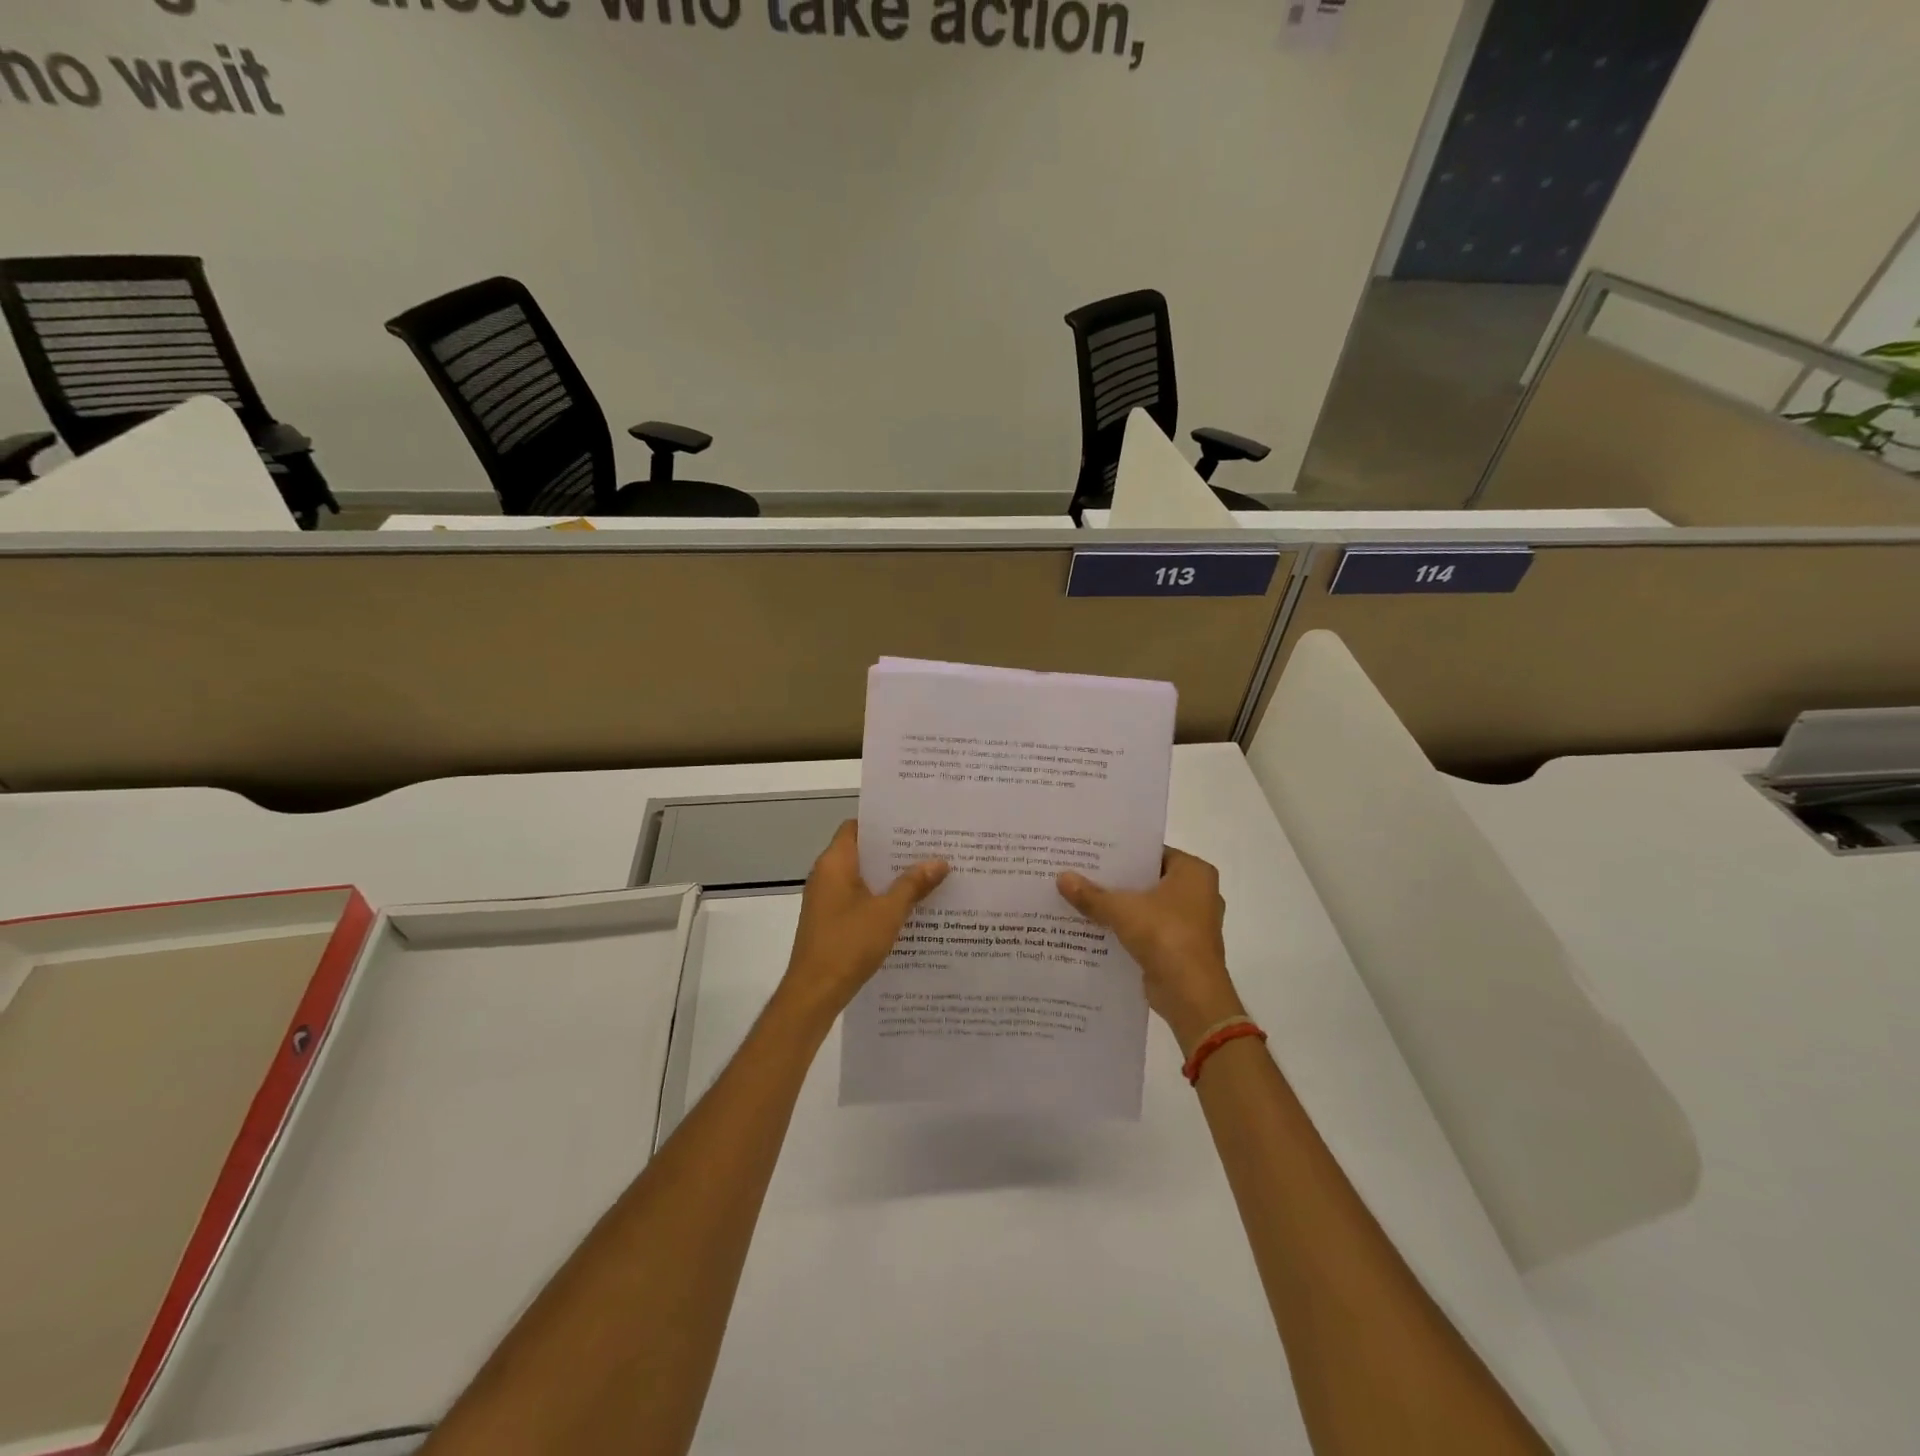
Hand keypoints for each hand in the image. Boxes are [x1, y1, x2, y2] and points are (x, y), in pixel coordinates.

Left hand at [779, 820, 947, 1021]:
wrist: (814, 993)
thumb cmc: (848, 944)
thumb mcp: (888, 912)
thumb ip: (913, 884)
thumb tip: (940, 861)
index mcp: (835, 863)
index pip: (857, 826)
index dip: (883, 823)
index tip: (914, 824)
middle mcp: (826, 875)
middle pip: (863, 852)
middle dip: (895, 851)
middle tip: (930, 848)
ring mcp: (826, 899)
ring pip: (863, 877)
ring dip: (890, 877)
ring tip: (927, 875)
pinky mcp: (830, 920)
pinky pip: (859, 898)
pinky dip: (880, 898)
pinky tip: (909, 908)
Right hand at [1058, 848, 1245, 1052]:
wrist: (1191, 995)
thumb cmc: (1166, 936)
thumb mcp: (1122, 910)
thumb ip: (1091, 894)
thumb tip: (1061, 877)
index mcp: (1194, 872)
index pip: (1152, 852)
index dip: (1122, 852)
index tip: (1091, 851)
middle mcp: (1198, 893)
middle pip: (1148, 880)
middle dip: (1117, 881)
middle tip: (1080, 872)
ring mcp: (1191, 923)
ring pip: (1147, 906)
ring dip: (1120, 906)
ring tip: (1081, 898)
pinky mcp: (1180, 948)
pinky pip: (1148, 930)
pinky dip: (1126, 929)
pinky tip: (1095, 927)